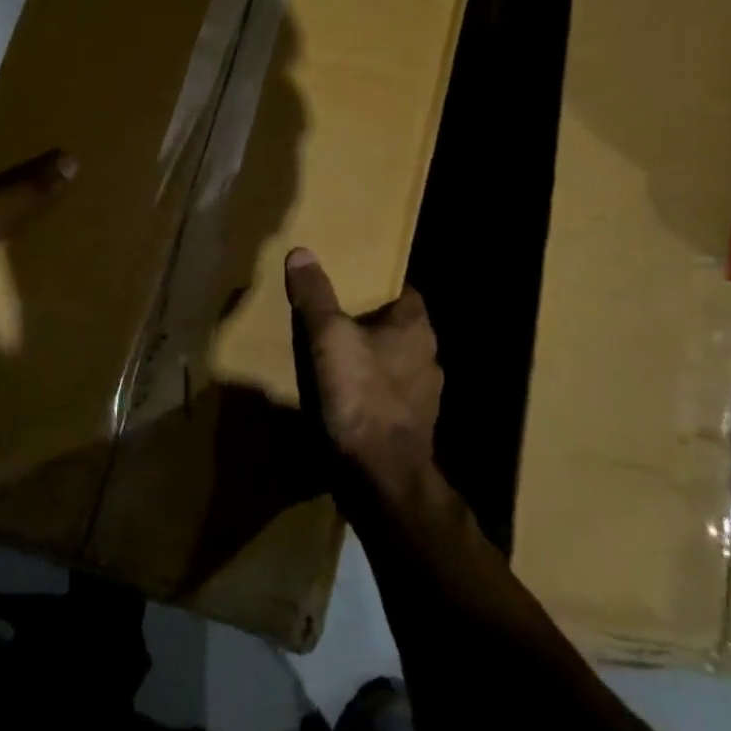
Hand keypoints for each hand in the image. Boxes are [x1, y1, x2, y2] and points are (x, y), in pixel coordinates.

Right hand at [285, 247, 442, 493]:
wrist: (381, 478)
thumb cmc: (360, 397)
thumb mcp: (328, 338)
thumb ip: (316, 296)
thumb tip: (302, 252)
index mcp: (416, 330)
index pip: (406, 293)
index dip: (380, 286)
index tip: (351, 284)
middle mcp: (428, 359)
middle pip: (398, 330)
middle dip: (370, 324)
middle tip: (333, 318)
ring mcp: (423, 399)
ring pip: (394, 366)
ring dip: (370, 362)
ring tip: (332, 359)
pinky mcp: (411, 431)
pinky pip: (387, 400)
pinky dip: (368, 395)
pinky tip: (342, 400)